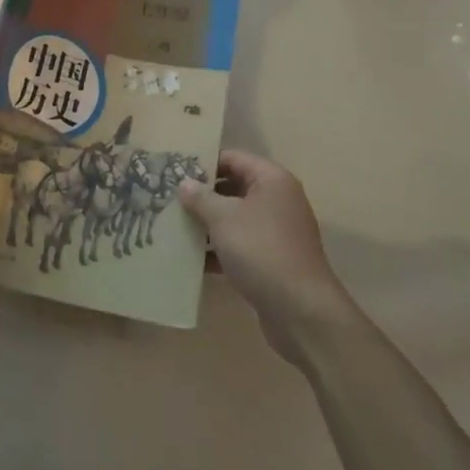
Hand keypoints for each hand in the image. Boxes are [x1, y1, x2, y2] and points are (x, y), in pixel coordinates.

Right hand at [180, 150, 356, 360]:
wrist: (301, 310)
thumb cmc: (261, 250)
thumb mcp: (224, 218)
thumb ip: (201, 198)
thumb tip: (185, 183)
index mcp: (272, 180)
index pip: (232, 158)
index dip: (203, 162)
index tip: (174, 169)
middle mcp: (277, 200)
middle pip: (233, 187)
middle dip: (202, 194)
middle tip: (168, 198)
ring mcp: (276, 231)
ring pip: (235, 218)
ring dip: (207, 223)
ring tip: (173, 226)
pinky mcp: (272, 260)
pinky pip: (240, 244)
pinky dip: (218, 249)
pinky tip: (191, 259)